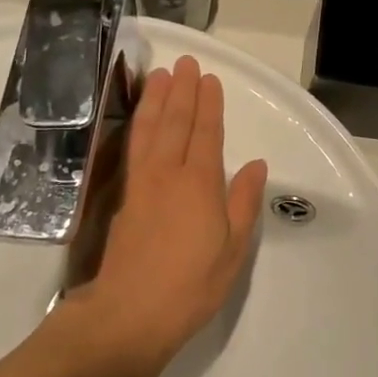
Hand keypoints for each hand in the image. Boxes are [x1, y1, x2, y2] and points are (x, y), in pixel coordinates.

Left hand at [87, 56, 267, 357]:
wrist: (129, 313)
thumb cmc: (191, 284)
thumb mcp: (233, 248)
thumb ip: (244, 202)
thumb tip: (254, 165)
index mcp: (200, 183)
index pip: (206, 133)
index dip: (209, 105)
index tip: (209, 79)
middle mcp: (168, 173)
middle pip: (176, 123)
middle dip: (182, 91)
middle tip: (185, 63)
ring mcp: (141, 183)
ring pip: (149, 130)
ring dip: (155, 100)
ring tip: (159, 75)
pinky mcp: (123, 197)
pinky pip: (131, 148)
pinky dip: (136, 125)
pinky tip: (138, 117)